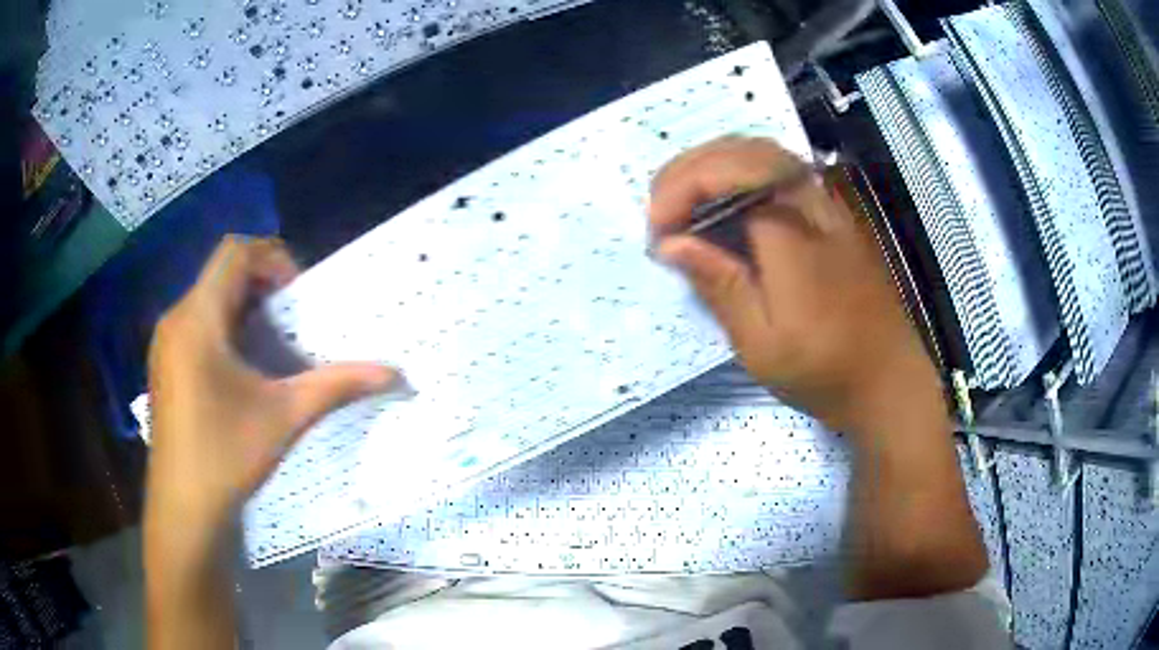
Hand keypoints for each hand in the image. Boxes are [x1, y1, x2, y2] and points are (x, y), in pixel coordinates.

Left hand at [145, 236, 397, 529]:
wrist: (184, 508)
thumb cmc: (227, 456)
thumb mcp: (285, 417)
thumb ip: (337, 386)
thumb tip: (393, 373)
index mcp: (199, 319)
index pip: (235, 252)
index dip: (273, 259)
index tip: (298, 297)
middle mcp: (177, 319)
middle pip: (222, 273)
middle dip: (262, 286)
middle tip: (292, 321)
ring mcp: (166, 342)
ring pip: (209, 298)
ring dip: (244, 308)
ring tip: (271, 346)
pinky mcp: (165, 364)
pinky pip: (197, 324)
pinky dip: (225, 328)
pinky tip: (242, 371)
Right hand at [649, 137, 944, 435]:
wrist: (889, 379)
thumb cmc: (826, 372)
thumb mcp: (763, 346)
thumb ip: (720, 286)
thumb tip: (670, 244)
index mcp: (792, 235)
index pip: (726, 176)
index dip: (680, 191)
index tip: (657, 232)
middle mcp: (812, 204)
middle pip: (742, 150)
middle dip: (688, 169)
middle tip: (659, 211)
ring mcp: (827, 204)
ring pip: (763, 151)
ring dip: (713, 165)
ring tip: (682, 203)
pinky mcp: (832, 213)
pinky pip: (780, 170)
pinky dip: (740, 174)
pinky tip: (724, 204)